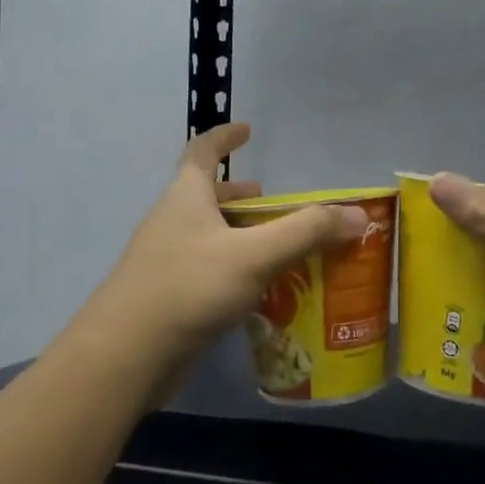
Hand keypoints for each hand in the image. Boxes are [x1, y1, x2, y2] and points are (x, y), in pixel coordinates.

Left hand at [81, 122, 365, 380]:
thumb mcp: (255, 254)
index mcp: (185, 197)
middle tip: (271, 202)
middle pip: (204, 195)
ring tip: (272, 246)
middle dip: (238, 194)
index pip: (201, 151)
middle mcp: (171, 221)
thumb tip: (357, 215)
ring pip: (205, 235)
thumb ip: (307, 232)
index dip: (223, 137)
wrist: (127, 353)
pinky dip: (231, 268)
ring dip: (237, 234)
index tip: (246, 130)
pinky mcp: (166, 296)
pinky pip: (204, 269)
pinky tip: (254, 291)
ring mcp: (163, 260)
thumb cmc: (190, 287)